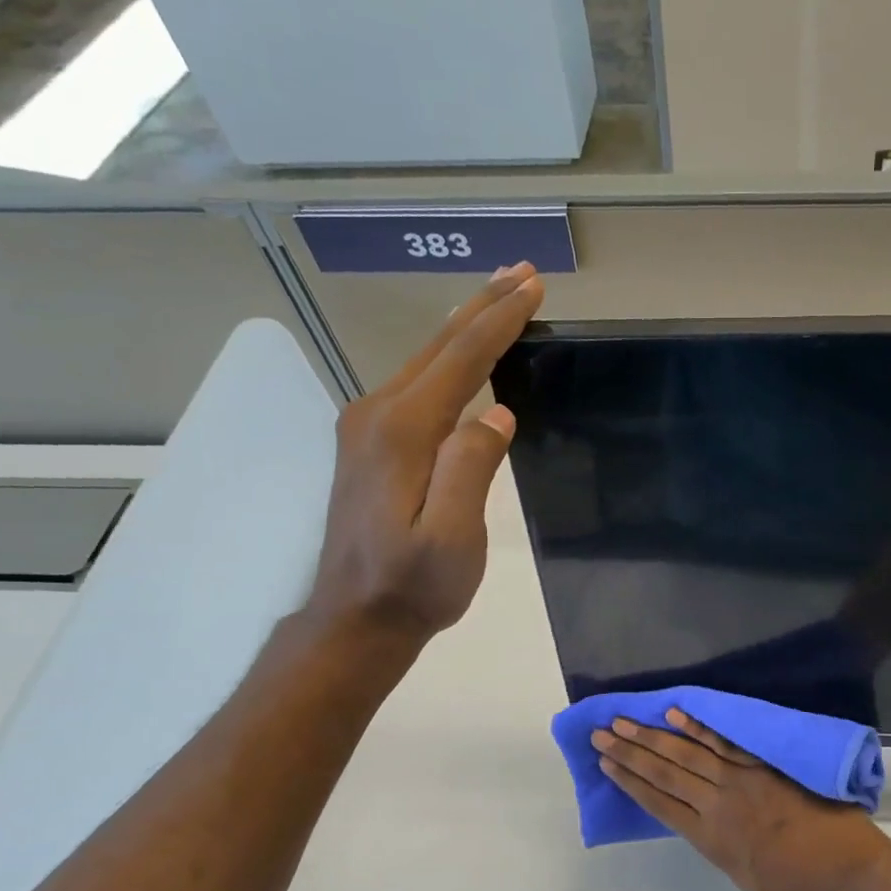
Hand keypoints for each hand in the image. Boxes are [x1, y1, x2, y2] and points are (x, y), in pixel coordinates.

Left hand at [306, 263, 544, 642]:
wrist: (356, 618)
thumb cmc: (412, 585)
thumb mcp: (452, 537)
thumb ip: (470, 469)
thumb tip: (496, 414)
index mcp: (402, 431)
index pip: (461, 360)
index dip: (499, 320)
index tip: (534, 286)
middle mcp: (377, 415)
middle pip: (438, 347)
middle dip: (483, 307)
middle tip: (521, 272)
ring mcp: (367, 428)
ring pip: (425, 361)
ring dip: (465, 328)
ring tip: (500, 300)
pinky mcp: (369, 444)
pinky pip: (416, 384)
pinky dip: (448, 359)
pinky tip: (461, 355)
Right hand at [592, 709, 890, 890]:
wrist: (851, 875)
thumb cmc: (801, 890)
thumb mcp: (746, 878)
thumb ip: (721, 846)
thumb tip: (704, 821)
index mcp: (712, 840)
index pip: (659, 804)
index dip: (630, 782)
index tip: (606, 763)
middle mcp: (719, 804)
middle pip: (666, 773)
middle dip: (631, 753)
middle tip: (602, 732)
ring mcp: (742, 780)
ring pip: (688, 754)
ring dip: (653, 736)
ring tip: (625, 721)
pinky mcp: (766, 765)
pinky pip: (726, 742)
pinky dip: (699, 727)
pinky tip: (676, 714)